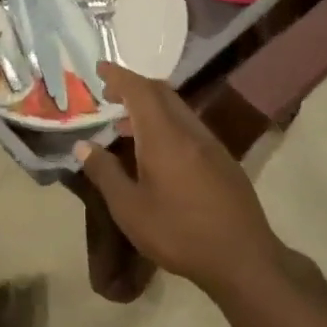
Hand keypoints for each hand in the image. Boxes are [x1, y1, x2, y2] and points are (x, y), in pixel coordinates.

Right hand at [75, 63, 285, 296]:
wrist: (243, 259)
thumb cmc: (179, 233)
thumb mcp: (130, 209)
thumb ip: (105, 173)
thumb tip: (83, 146)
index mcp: (164, 137)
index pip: (139, 90)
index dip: (118, 76)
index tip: (99, 68)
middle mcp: (190, 131)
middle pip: (162, 94)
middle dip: (133, 87)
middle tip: (108, 95)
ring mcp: (211, 145)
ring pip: (178, 110)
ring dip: (150, 108)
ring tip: (125, 127)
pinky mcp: (223, 161)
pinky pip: (189, 128)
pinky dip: (167, 125)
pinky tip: (156, 153)